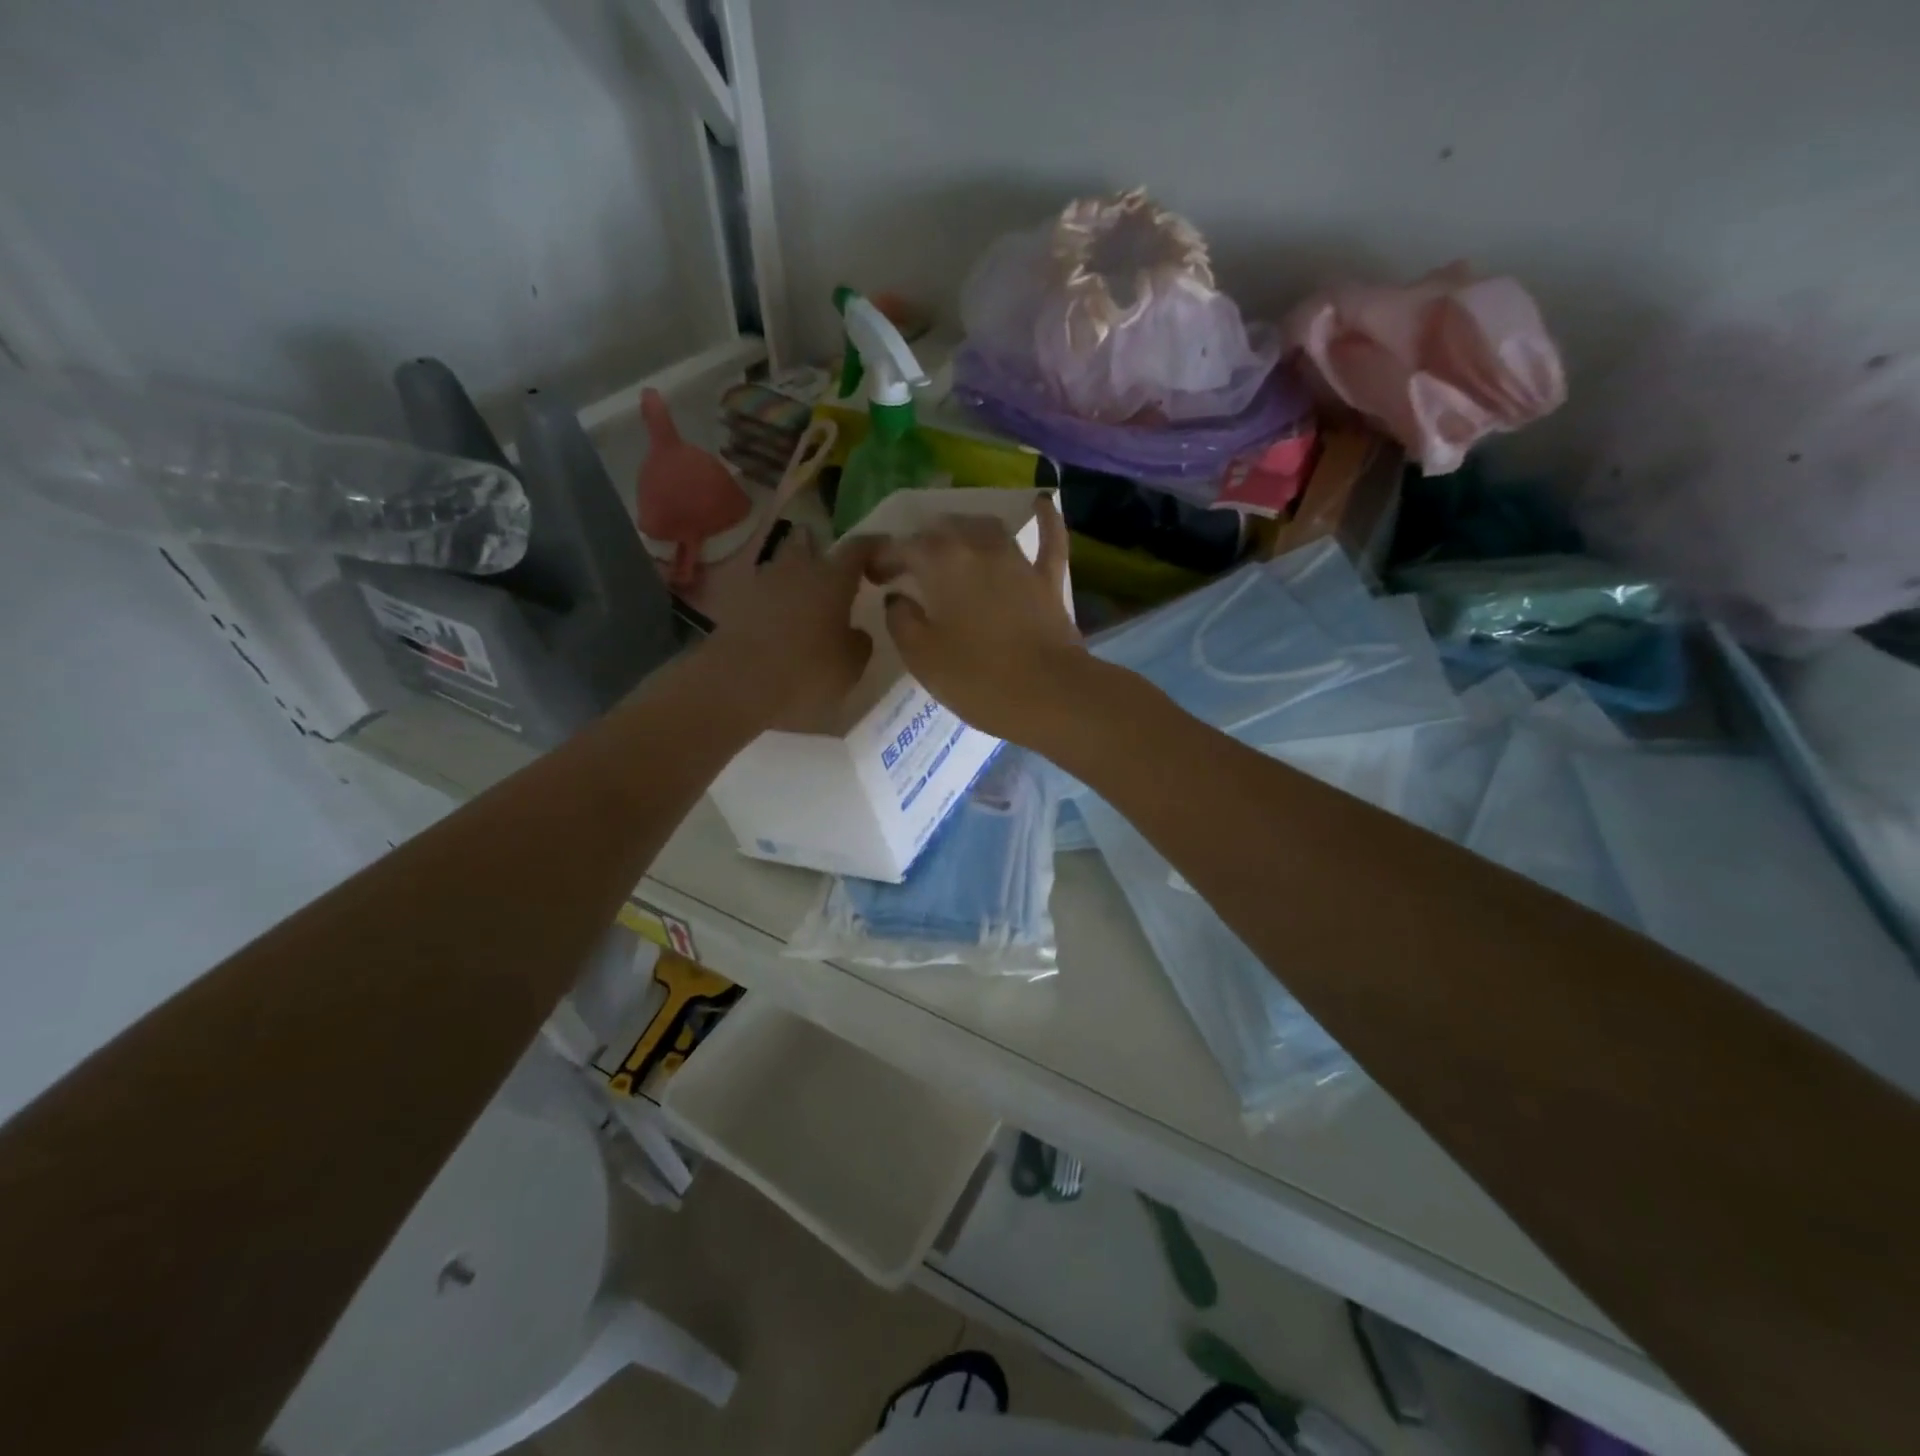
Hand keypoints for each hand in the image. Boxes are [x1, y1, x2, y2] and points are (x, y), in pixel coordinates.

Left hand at [713, 528, 875, 724]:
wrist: (738, 685)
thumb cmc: (807, 671)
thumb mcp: (851, 665)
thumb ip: (859, 641)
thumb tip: (855, 632)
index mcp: (832, 578)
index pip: (858, 547)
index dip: (874, 546)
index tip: (884, 550)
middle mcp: (797, 569)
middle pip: (808, 541)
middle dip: (821, 548)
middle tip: (834, 568)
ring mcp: (763, 583)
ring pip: (783, 564)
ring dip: (795, 573)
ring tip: (807, 596)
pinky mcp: (738, 604)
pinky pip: (764, 591)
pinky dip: (776, 599)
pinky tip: (783, 619)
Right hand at [870, 497, 1083, 742]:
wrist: (1048, 694)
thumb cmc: (977, 678)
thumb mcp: (921, 657)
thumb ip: (901, 621)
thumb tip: (899, 599)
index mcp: (941, 562)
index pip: (902, 547)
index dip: (883, 558)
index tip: (873, 576)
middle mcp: (979, 547)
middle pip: (943, 531)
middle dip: (922, 543)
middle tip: (910, 567)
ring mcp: (1018, 561)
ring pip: (986, 529)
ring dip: (965, 531)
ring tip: (952, 543)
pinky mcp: (1048, 580)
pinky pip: (1049, 540)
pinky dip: (1044, 520)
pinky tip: (1040, 502)